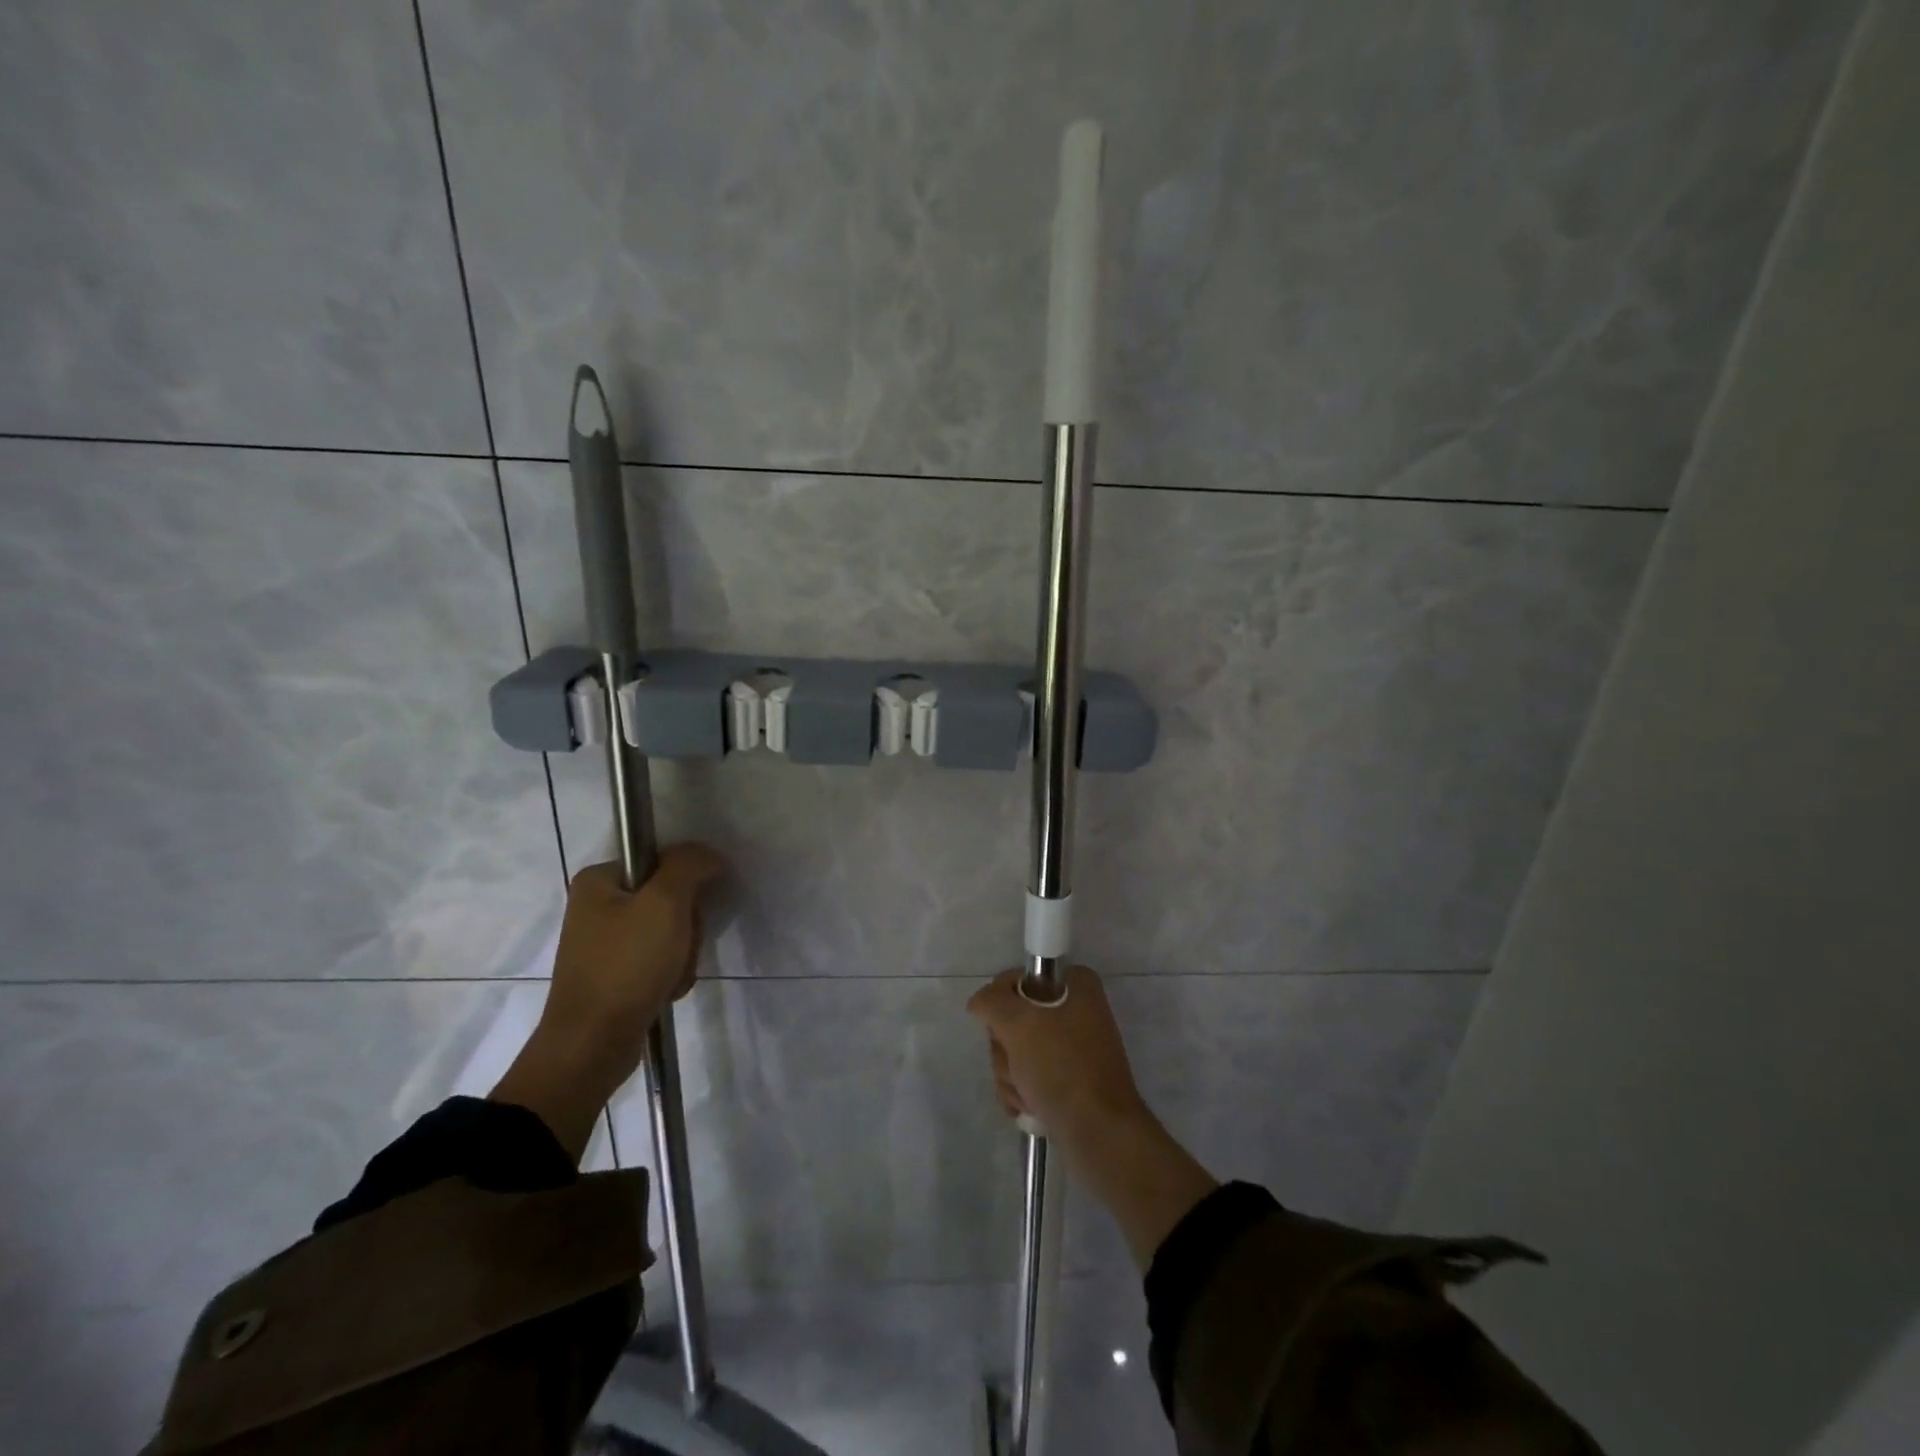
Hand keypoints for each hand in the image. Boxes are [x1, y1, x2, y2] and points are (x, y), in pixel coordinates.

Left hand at [492, 843, 723, 1158]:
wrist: (592, 1045)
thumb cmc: (626, 965)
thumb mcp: (664, 903)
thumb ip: (689, 866)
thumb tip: (708, 854)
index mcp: (598, 880)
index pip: (663, 862)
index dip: (686, 885)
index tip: (686, 913)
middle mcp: (596, 906)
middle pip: (669, 898)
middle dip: (686, 927)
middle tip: (680, 949)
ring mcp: (604, 943)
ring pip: (669, 931)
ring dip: (682, 954)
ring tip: (671, 977)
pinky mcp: (613, 973)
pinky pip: (657, 960)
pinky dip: (670, 974)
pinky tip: (665, 991)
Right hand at [968, 964, 1217, 1269]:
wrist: (1099, 1133)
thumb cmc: (1061, 1067)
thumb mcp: (1018, 1022)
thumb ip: (991, 1001)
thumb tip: (979, 1003)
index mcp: (1075, 985)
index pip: (1016, 980)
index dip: (1001, 1005)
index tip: (1004, 1028)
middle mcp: (1076, 1011)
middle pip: (1013, 1019)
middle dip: (1006, 1049)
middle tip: (1020, 1066)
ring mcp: (1071, 1048)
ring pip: (1016, 1051)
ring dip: (1011, 1076)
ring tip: (1029, 1093)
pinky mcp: (1068, 1080)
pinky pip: (1028, 1077)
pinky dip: (1022, 1093)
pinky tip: (1032, 1108)